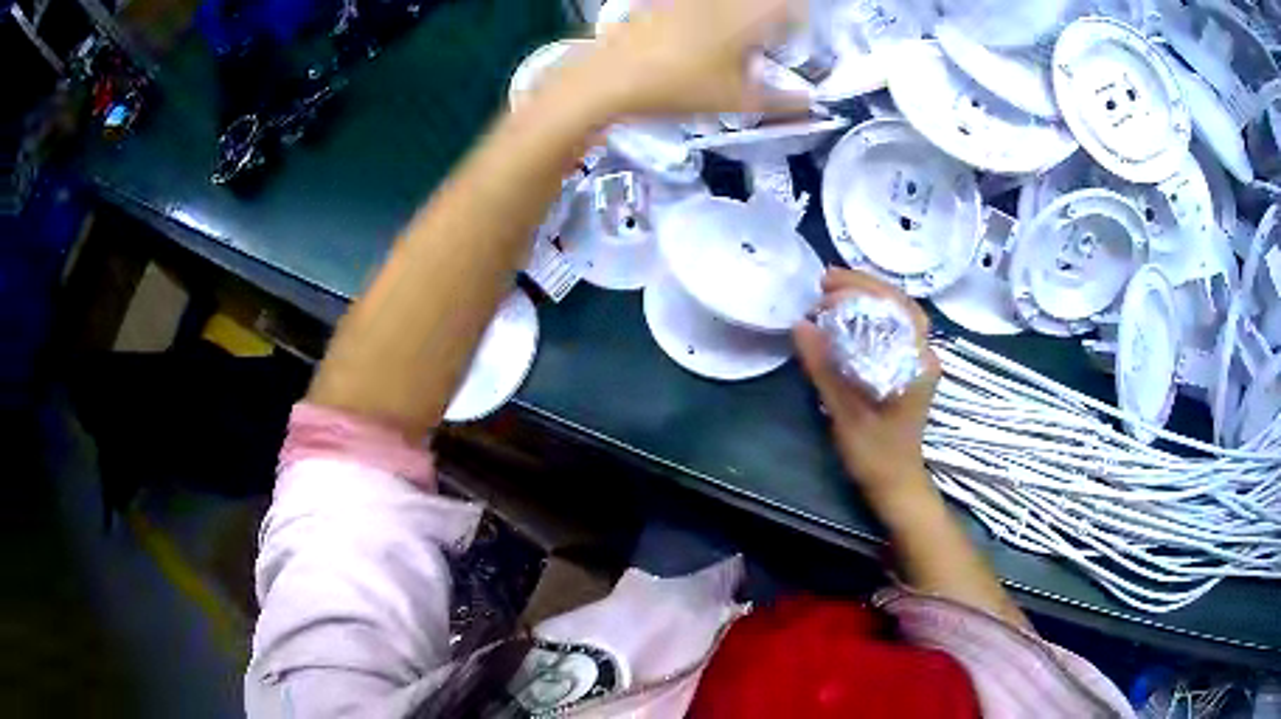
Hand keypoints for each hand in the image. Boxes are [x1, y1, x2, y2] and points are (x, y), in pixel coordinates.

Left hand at [555, 0, 808, 117]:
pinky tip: (698, 38)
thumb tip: (810, 104)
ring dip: (741, 17)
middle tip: (766, 44)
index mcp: (749, 15)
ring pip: (731, 5)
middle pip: (762, 4)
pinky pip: (700, 6)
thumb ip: (781, 101)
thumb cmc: (680, 86)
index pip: (791, 7)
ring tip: (733, 44)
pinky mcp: (665, 1)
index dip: (798, 23)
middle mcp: (723, 0)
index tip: (793, 43)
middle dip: (771, 19)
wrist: (610, 77)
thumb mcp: (737, 101)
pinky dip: (711, 17)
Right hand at [794, 269, 940, 509]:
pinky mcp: (909, 368)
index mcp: (916, 363)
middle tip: (825, 281)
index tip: (827, 287)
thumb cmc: (875, 453)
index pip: (896, 307)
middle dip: (864, 285)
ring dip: (868, 296)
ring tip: (833, 291)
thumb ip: (824, 369)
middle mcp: (924, 355)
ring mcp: (918, 361)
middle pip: (900, 303)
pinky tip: (848, 314)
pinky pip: (893, 328)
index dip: (863, 289)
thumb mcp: (846, 412)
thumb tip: (801, 326)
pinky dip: (871, 313)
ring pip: (898, 313)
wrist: (895, 484)